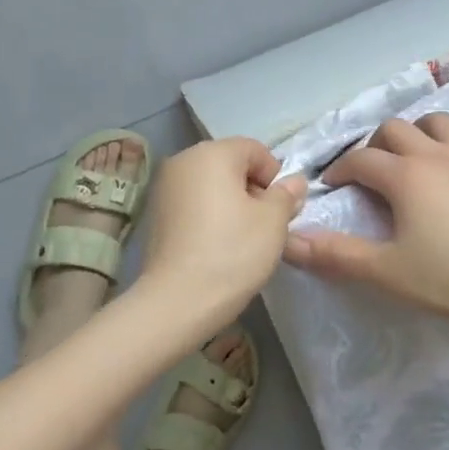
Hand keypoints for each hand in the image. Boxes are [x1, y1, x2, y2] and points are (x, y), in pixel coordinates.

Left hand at [137, 137, 306, 331]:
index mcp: (212, 153)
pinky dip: (209, 215)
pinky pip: (192, 203)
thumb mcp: (273, 222)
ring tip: (241, 238)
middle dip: (252, 189)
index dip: (274, 176)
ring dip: (231, 203)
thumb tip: (293, 182)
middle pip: (230, 164)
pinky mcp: (155, 213)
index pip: (254, 149)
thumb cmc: (232, 252)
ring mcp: (164, 187)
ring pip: (210, 184)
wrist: (177, 300)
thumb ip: (286, 195)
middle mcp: (183, 160)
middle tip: (265, 226)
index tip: (280, 210)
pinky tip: (216, 245)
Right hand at [283, 100, 448, 342]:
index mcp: (405, 176)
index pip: (360, 160)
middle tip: (373, 173)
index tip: (332, 186)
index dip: (340, 171)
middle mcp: (437, 154)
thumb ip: (334, 253)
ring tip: (415, 150)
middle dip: (376, 146)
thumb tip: (288, 240)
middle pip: (396, 131)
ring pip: (440, 122)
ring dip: (420, 130)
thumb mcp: (385, 271)